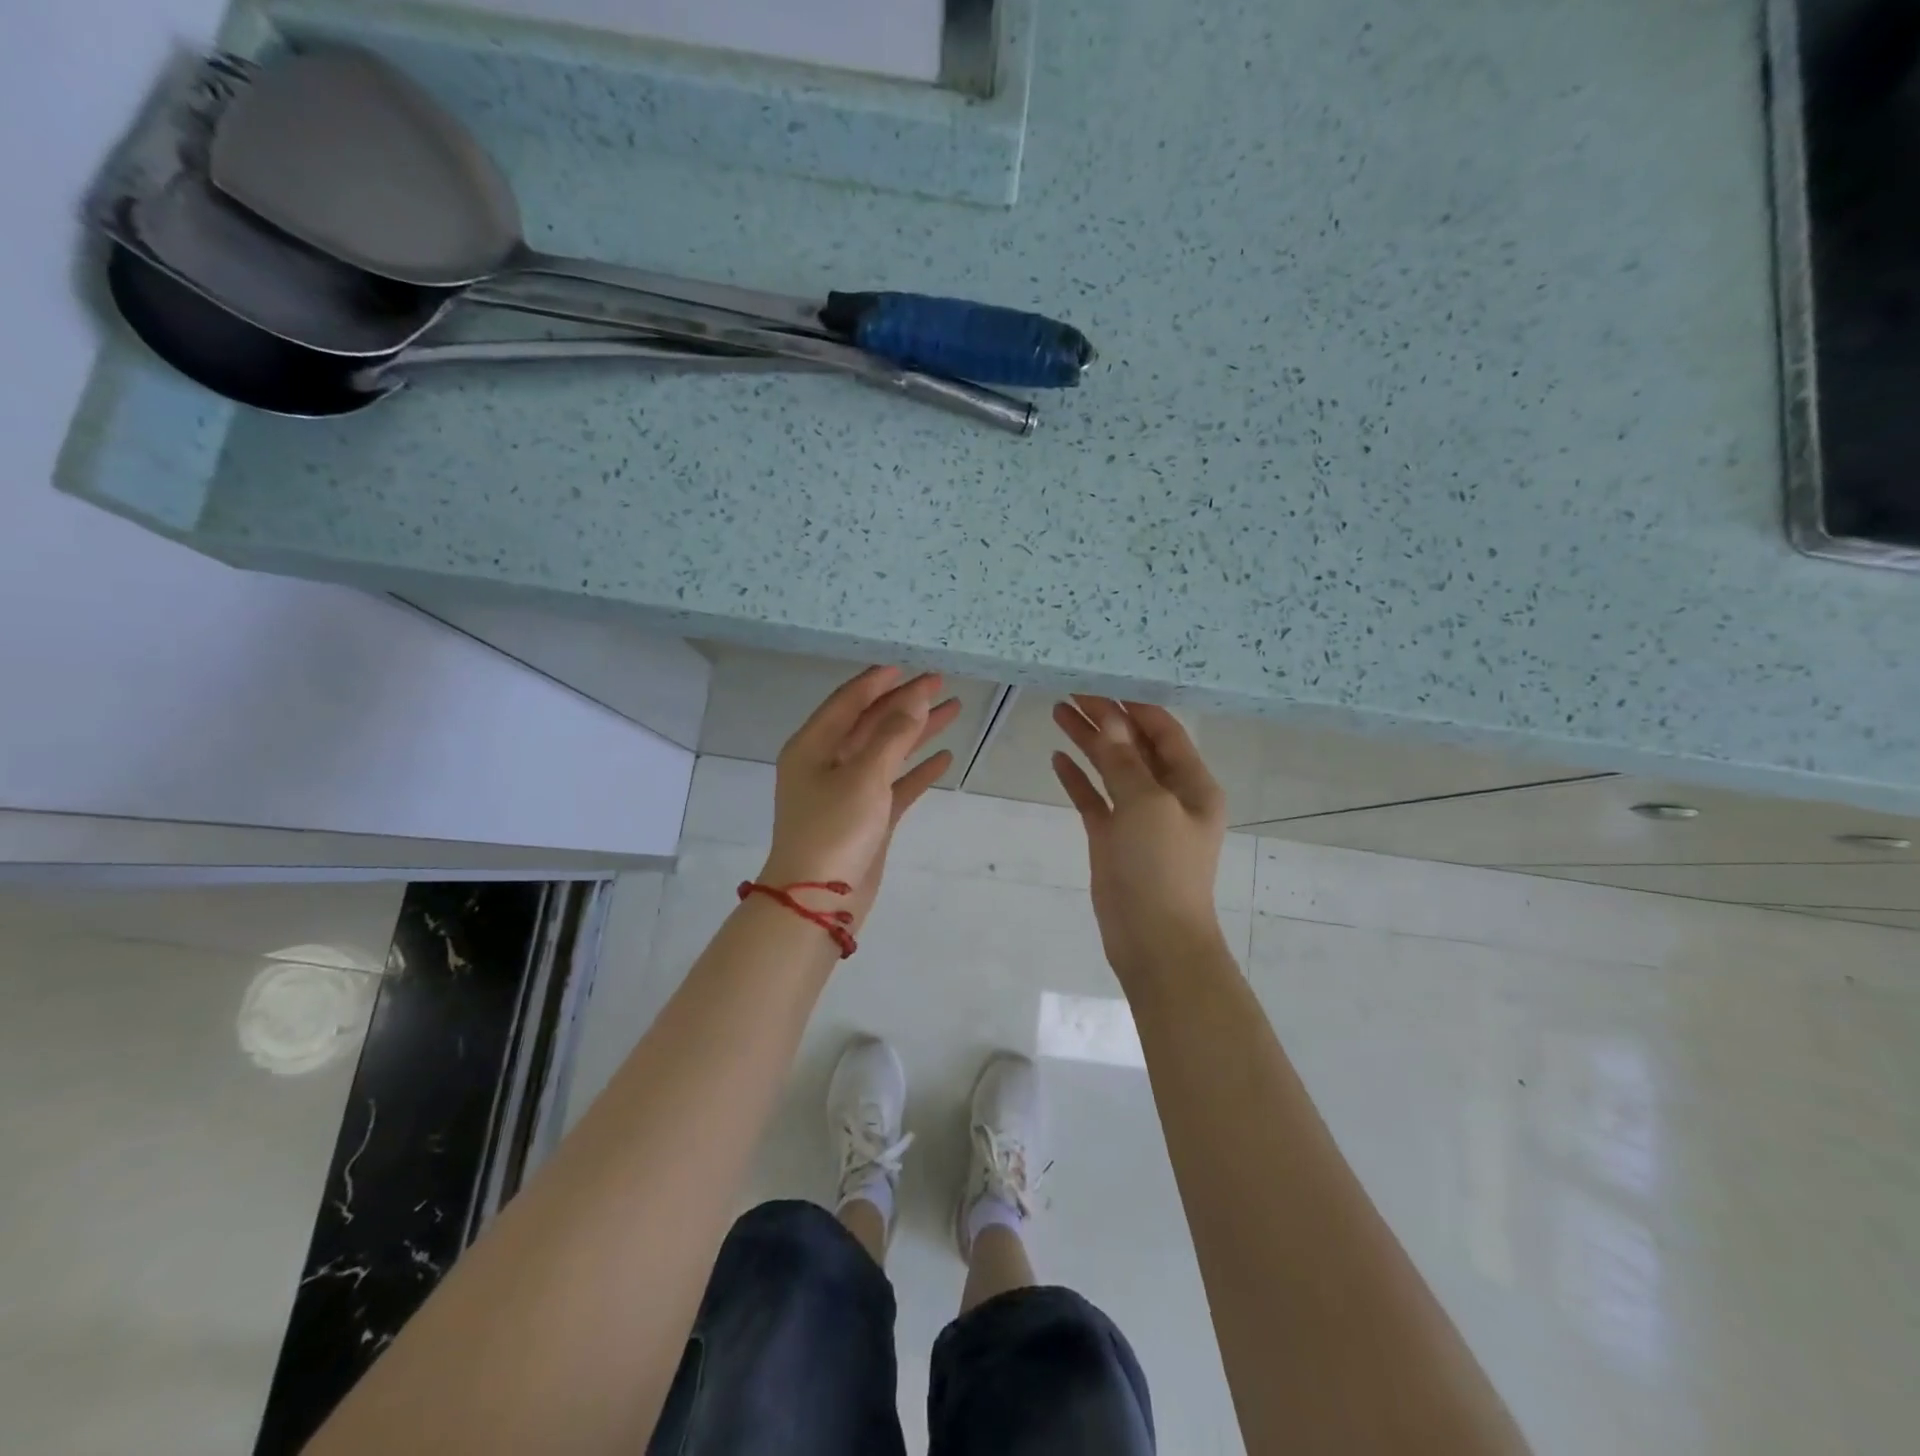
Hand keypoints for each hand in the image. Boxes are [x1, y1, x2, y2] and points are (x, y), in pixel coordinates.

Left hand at [761, 666, 959, 931]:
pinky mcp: (867, 818)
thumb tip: (914, 700)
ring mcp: (848, 792)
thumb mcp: (863, 775)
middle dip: (905, 704)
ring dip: (917, 732)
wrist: (819, 901)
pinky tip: (944, 759)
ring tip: (952, 711)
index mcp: (813, 747)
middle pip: (871, 723)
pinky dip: (917, 771)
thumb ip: (892, 735)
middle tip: (940, 684)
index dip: (877, 682)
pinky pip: (895, 785)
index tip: (907, 667)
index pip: (848, 702)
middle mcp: (828, 764)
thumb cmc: (834, 829)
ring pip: (887, 751)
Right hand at [1051, 697, 1229, 980]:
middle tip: (1071, 692)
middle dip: (1106, 719)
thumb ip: (1124, 760)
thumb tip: (1110, 718)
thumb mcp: (1146, 805)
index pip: (1163, 731)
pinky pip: (1094, 800)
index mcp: (1192, 784)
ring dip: (1089, 742)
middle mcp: (1168, 795)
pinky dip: (1078, 779)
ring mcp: (1138, 818)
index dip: (1134, 705)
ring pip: (1111, 770)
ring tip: (1058, 712)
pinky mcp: (1113, 839)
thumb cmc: (1161, 867)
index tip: (1101, 682)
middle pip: (1134, 746)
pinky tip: (1057, 759)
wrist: (1153, 940)